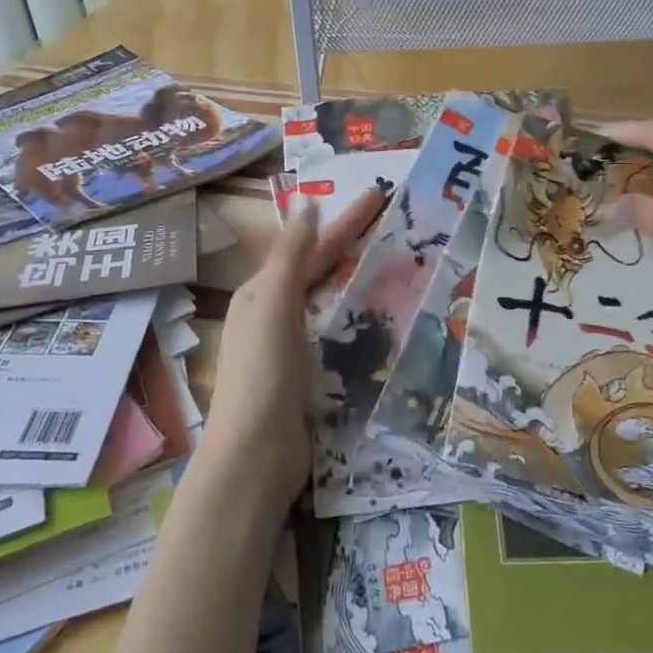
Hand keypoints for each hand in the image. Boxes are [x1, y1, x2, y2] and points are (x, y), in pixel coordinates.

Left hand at [197, 187, 388, 513]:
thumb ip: (291, 257)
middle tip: (394, 225)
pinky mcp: (309, 376)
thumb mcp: (273, 307)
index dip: (344, 220)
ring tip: (398, 266)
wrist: (255, 458)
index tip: (378, 194)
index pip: (311, 246)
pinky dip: (359, 320)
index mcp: (262, 293)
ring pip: (331, 302)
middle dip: (352, 246)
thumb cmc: (263, 375)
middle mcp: (273, 315)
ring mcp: (291, 348)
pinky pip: (338, 335)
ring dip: (358, 281)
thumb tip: (306, 205)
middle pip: (320, 270)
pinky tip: (383, 320)